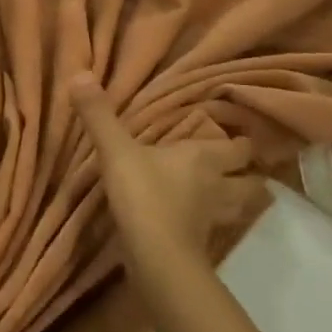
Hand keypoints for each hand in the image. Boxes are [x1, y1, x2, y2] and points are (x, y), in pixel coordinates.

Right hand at [69, 74, 266, 272]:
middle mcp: (217, 188)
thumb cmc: (144, 195)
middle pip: (250, 183)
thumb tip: (81, 74)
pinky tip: (194, 220)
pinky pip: (213, 228)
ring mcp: (211, 220)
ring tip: (222, 194)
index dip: (244, 143)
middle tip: (241, 169)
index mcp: (204, 159)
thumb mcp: (116, 150)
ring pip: (237, 208)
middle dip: (248, 176)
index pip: (239, 149)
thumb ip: (99, 115)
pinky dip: (209, 223)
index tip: (245, 136)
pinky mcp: (200, 246)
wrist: (156, 257)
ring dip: (234, 201)